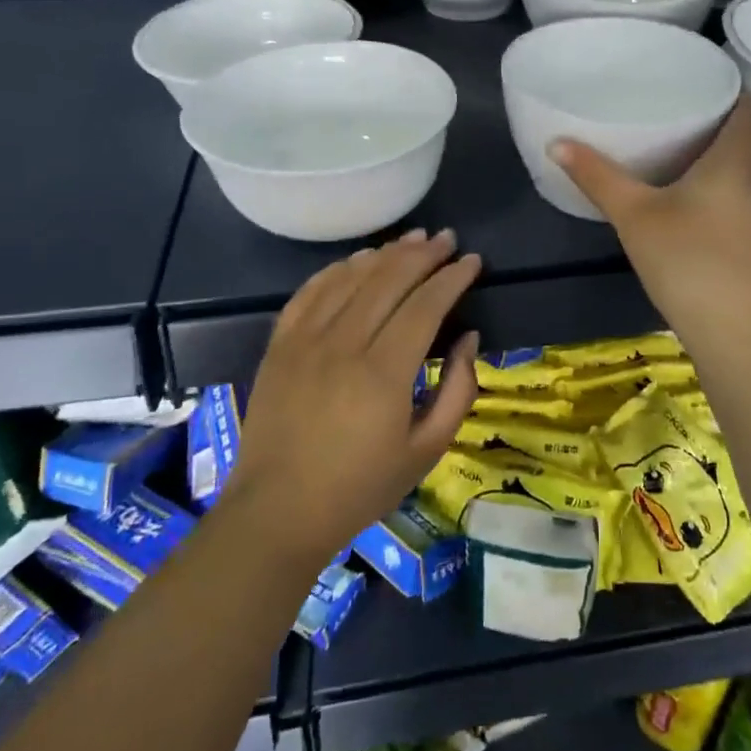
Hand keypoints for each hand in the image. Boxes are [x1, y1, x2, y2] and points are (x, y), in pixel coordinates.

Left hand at [234, 230, 481, 564]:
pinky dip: (337, 270)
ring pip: (349, 278)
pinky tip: (358, 261)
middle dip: (423, 254)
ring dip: (384, 254)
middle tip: (447, 239)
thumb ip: (458, 391)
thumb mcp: (426, 451)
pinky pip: (310, 292)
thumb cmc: (360, 487)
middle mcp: (343, 344)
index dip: (452, 278)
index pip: (425, 305)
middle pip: (388, 280)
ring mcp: (305, 341)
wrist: (278, 511)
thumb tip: (469, 339)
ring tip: (411, 240)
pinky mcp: (279, 345)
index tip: (473, 261)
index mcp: (383, 373)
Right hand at [550, 93, 750, 336]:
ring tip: (675, 133)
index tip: (694, 75)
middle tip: (676, 100)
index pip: (749, 104)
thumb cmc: (688, 257)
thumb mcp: (634, 212)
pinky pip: (734, 186)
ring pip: (742, 161)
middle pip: (747, 131)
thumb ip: (597, 176)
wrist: (732, 327)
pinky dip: (714, 174)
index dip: (728, 84)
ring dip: (717, 145)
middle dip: (717, 113)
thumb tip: (556, 142)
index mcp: (735, 156)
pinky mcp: (745, 234)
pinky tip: (682, 182)